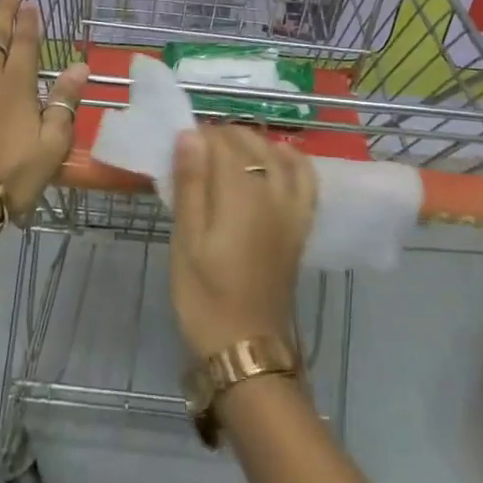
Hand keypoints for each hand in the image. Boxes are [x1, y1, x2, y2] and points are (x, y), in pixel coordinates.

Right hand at [168, 125, 316, 359]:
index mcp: (240, 194)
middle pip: (249, 143)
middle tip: (193, 153)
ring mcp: (291, 208)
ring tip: (226, 151)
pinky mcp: (300, 224)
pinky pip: (305, 179)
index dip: (198, 137)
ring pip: (275, 154)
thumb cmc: (205, 296)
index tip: (178, 146)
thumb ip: (191, 184)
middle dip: (221, 137)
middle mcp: (272, 192)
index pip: (221, 143)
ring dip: (251, 143)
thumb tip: (190, 134)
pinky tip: (278, 155)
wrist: (247, 347)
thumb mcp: (186, 241)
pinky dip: (292, 159)